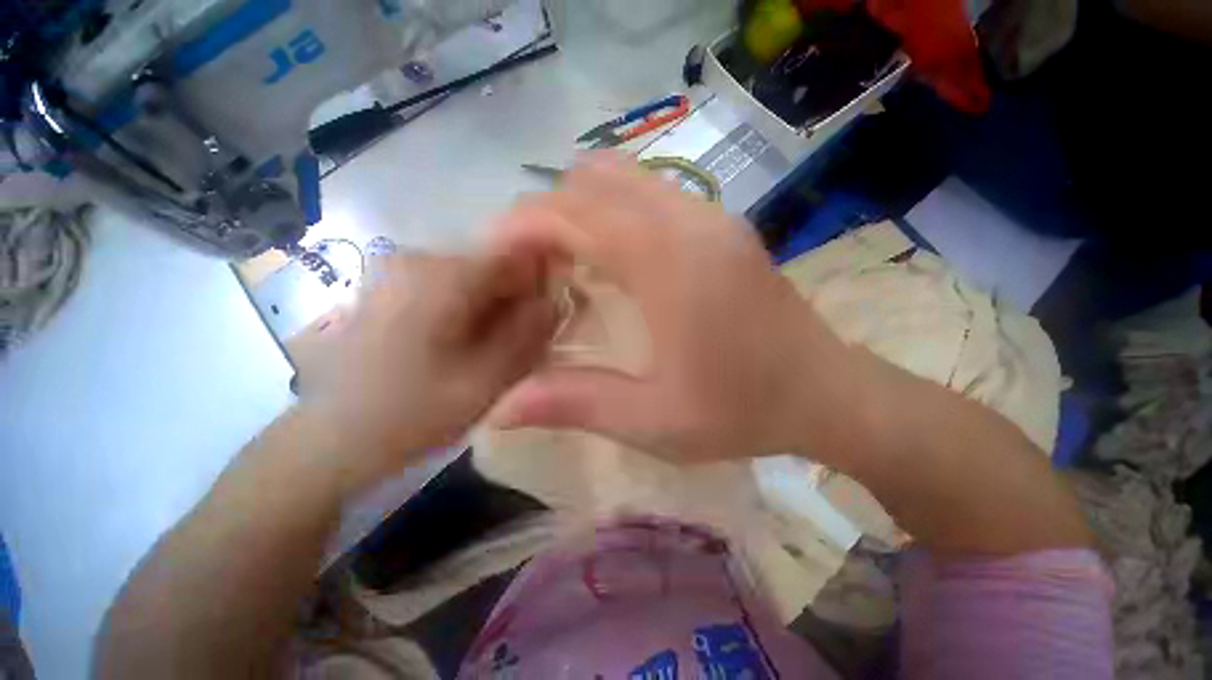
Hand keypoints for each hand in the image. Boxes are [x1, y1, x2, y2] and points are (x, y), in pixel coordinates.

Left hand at [298, 250, 555, 490]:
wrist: (331, 437)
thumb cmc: (412, 413)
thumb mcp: (487, 379)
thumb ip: (529, 334)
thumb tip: (557, 299)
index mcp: (442, 274)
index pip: (518, 255)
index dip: (542, 284)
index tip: (548, 318)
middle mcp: (419, 257)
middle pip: (495, 267)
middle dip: (516, 301)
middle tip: (519, 344)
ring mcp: (399, 268)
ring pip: (475, 278)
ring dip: (493, 309)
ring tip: (489, 350)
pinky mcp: (391, 285)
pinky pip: (451, 287)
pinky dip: (469, 311)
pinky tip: (461, 345)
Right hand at [489, 152, 860, 462]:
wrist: (825, 394)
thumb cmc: (742, 411)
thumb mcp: (651, 421)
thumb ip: (573, 403)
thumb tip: (500, 408)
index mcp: (667, 261)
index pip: (572, 212)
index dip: (522, 227)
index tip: (498, 262)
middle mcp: (688, 220)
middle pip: (593, 179)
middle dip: (549, 213)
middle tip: (535, 267)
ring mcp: (710, 215)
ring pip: (623, 178)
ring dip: (582, 209)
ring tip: (568, 262)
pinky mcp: (722, 224)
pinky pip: (651, 195)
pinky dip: (615, 213)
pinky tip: (614, 262)